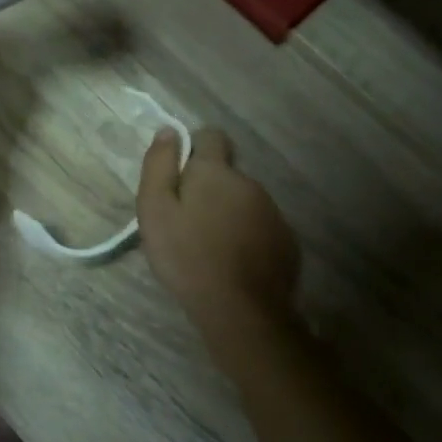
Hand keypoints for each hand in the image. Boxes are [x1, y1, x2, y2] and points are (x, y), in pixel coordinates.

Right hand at [138, 128, 299, 342]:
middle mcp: (250, 183)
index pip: (211, 136)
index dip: (193, 150)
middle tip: (186, 221)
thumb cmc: (187, 256)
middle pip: (226, 174)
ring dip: (227, 213)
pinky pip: (260, 228)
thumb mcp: (154, 209)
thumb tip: (169, 131)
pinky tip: (232, 262)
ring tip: (208, 246)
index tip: (179, 176)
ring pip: (243, 201)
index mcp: (216, 172)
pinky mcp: (286, 242)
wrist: (240, 310)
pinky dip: (246, 237)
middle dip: (208, 188)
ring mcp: (273, 213)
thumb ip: (158, 166)